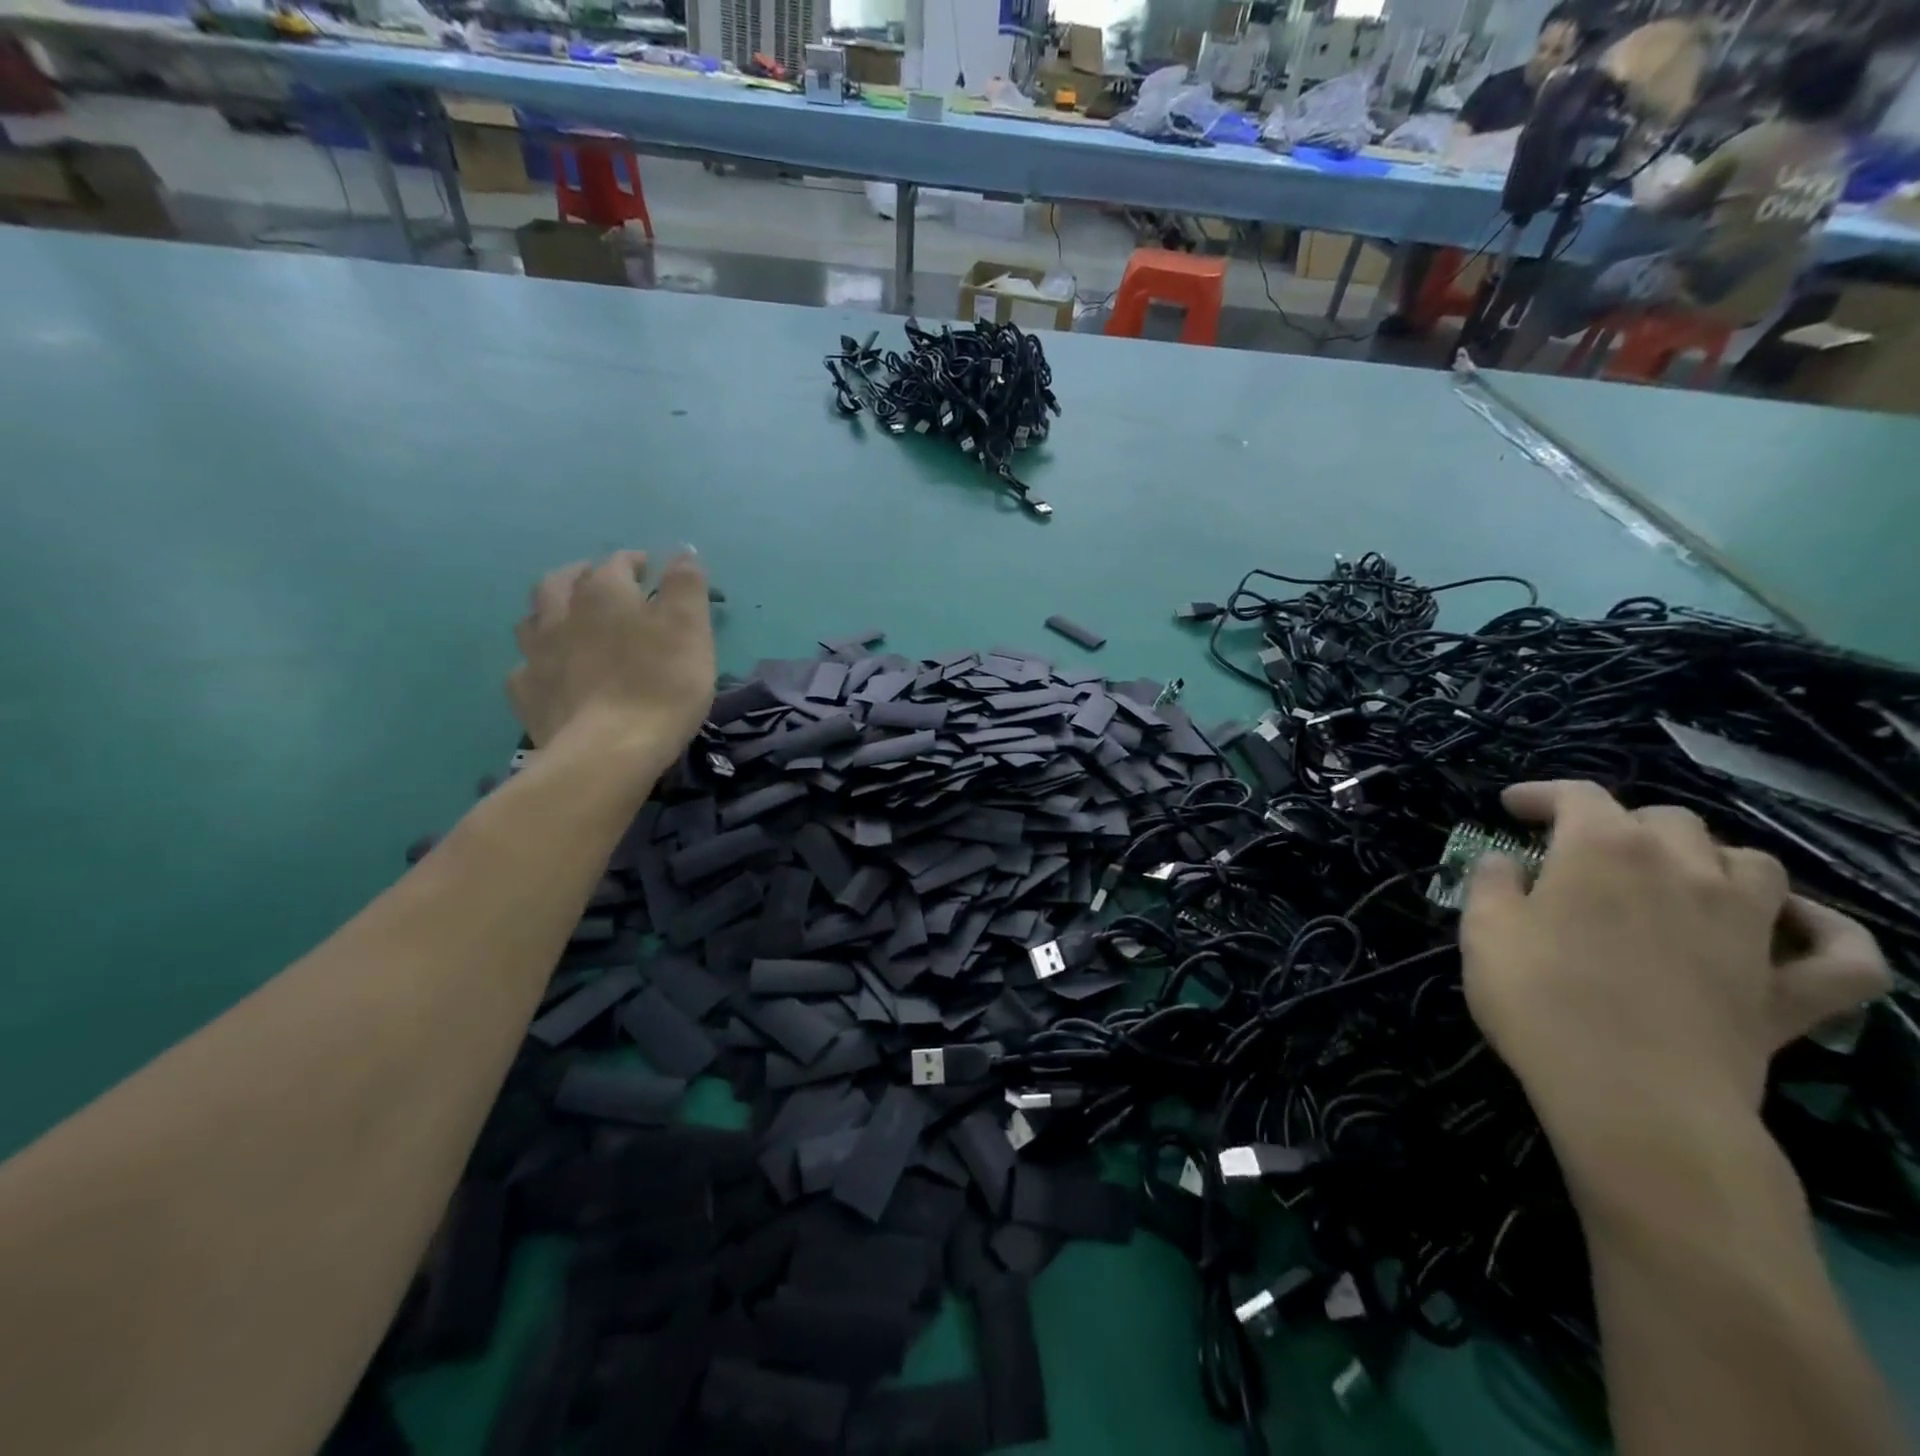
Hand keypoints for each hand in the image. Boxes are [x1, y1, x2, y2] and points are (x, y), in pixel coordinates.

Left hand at [507, 551, 714, 766]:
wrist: (609, 752)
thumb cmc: (661, 685)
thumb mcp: (690, 630)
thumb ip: (686, 586)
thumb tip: (682, 551)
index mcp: (604, 593)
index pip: (618, 562)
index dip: (637, 563)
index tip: (654, 572)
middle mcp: (561, 613)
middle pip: (563, 580)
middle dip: (583, 575)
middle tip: (603, 585)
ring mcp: (537, 653)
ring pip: (534, 617)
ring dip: (552, 611)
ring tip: (570, 620)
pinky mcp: (527, 692)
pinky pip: (526, 665)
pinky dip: (540, 660)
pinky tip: (551, 671)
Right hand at [1462, 781, 1889, 1141]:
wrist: (1632, 1097)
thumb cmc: (1541, 1001)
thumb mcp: (1483, 931)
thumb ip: (1491, 883)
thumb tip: (1505, 862)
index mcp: (1603, 850)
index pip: (1576, 795)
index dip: (1541, 794)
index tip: (1511, 807)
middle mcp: (1685, 869)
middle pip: (1666, 820)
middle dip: (1621, 824)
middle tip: (1582, 852)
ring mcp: (1749, 928)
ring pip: (1754, 864)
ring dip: (1713, 860)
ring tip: (1678, 879)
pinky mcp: (1790, 990)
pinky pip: (1845, 955)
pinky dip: (1829, 935)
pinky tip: (1799, 930)